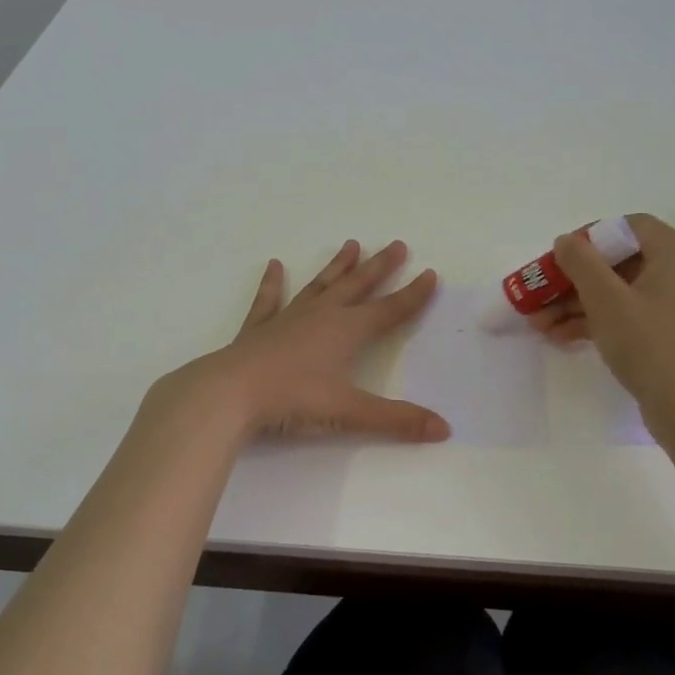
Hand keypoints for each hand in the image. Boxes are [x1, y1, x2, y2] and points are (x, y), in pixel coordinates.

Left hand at [167, 239, 449, 442]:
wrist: (229, 393)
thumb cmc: (292, 400)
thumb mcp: (349, 413)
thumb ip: (397, 420)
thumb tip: (445, 429)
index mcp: (346, 331)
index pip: (389, 310)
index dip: (413, 295)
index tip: (431, 274)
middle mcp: (321, 316)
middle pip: (357, 286)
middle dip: (380, 267)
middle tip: (397, 244)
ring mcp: (288, 319)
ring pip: (319, 285)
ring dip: (337, 267)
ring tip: (352, 245)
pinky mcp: (259, 329)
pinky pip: (269, 300)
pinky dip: (272, 283)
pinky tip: (274, 266)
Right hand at [531, 214, 674, 429]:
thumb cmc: (651, 344)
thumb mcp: (606, 299)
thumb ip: (581, 262)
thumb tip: (567, 241)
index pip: (630, 227)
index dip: (590, 237)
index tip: (561, 257)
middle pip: (621, 263)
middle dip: (574, 280)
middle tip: (541, 296)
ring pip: (622, 294)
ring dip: (579, 305)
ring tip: (540, 325)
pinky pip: (633, 318)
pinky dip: (600, 323)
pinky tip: (564, 338)